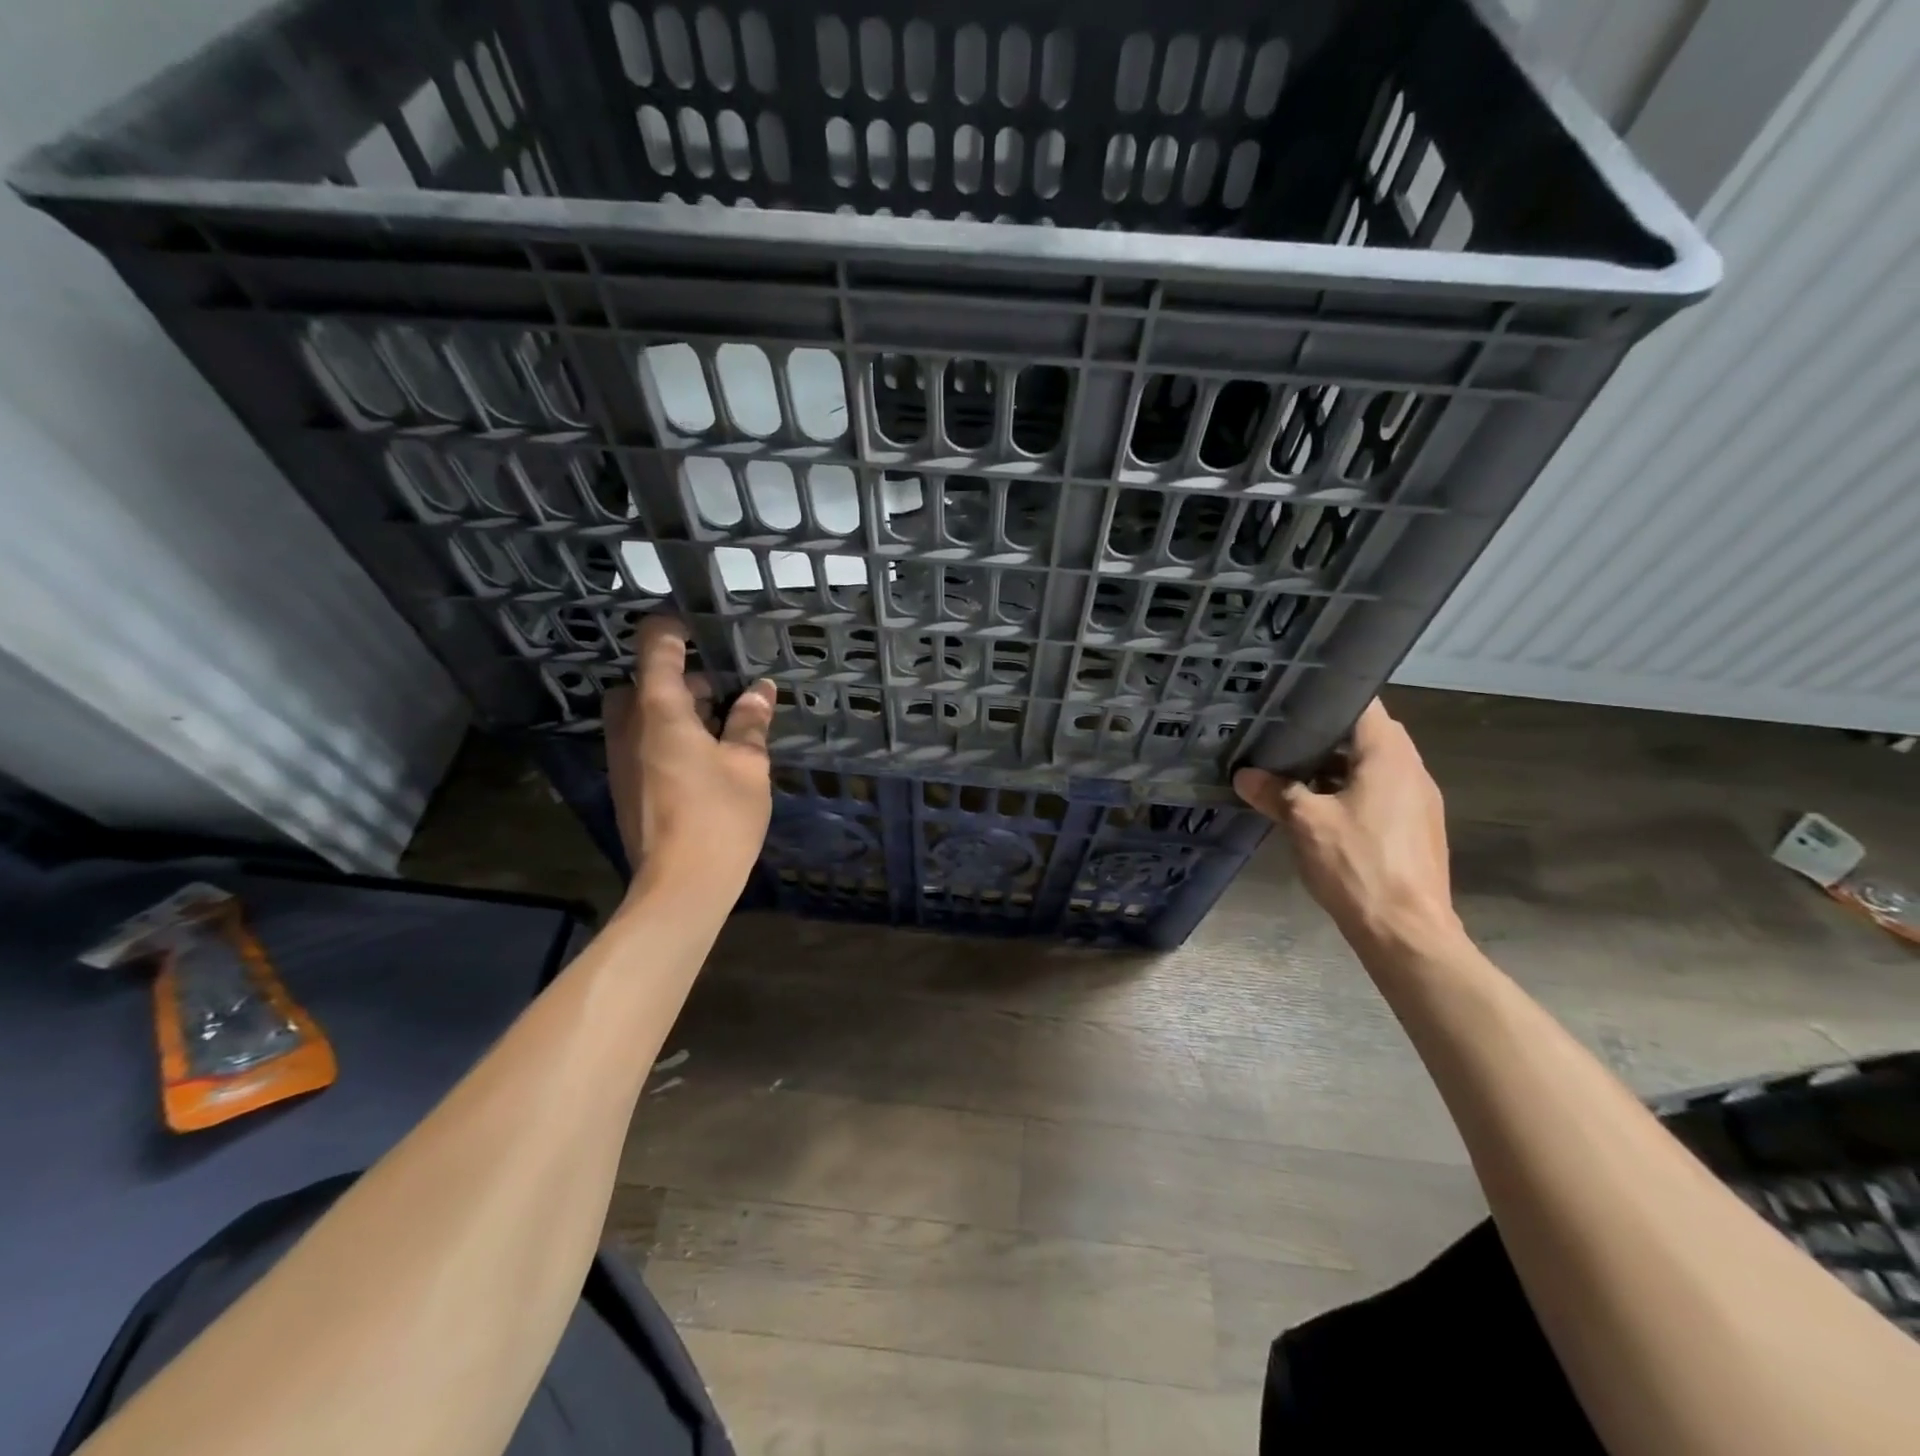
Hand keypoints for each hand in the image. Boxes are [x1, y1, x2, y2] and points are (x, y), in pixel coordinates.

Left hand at [602, 616, 776, 896]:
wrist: (680, 885)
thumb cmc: (719, 816)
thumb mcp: (747, 764)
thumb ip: (750, 722)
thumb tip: (760, 690)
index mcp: (659, 710)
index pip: (654, 646)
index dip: (673, 627)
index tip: (700, 625)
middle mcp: (629, 727)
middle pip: (644, 681)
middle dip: (681, 677)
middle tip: (725, 691)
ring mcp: (621, 758)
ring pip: (642, 713)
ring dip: (676, 708)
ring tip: (722, 726)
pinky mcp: (625, 784)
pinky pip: (641, 741)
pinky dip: (668, 734)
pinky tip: (705, 759)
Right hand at [1233, 700, 1462, 953]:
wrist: (1406, 931)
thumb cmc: (1357, 864)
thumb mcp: (1305, 823)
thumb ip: (1275, 792)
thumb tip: (1244, 775)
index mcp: (1390, 756)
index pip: (1364, 704)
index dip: (1327, 699)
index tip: (1292, 702)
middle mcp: (1412, 770)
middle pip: (1367, 736)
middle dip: (1325, 738)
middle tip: (1282, 739)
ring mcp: (1419, 802)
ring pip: (1373, 768)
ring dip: (1336, 769)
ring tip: (1292, 775)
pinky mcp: (1416, 829)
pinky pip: (1380, 795)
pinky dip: (1351, 793)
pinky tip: (1319, 812)